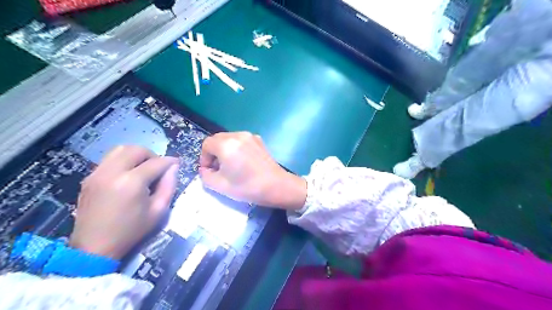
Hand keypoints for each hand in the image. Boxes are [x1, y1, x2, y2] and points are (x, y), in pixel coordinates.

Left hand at [69, 145, 178, 259]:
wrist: (94, 247)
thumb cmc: (131, 231)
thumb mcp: (158, 211)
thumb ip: (169, 186)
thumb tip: (174, 167)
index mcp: (132, 182)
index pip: (156, 163)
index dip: (169, 162)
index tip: (176, 164)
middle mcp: (112, 172)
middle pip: (136, 150)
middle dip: (152, 155)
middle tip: (159, 167)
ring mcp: (97, 173)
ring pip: (120, 150)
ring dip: (136, 155)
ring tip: (143, 168)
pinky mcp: (89, 178)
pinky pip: (109, 159)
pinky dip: (123, 160)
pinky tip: (128, 175)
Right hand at [200, 131, 308, 208]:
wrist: (276, 186)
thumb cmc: (247, 187)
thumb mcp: (220, 186)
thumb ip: (205, 176)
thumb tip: (206, 169)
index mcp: (226, 144)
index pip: (206, 144)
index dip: (204, 158)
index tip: (209, 171)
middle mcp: (237, 135)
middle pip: (217, 139)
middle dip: (214, 153)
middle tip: (218, 169)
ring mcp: (250, 136)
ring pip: (229, 139)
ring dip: (225, 150)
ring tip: (231, 166)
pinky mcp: (259, 140)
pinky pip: (241, 141)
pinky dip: (237, 148)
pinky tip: (243, 162)